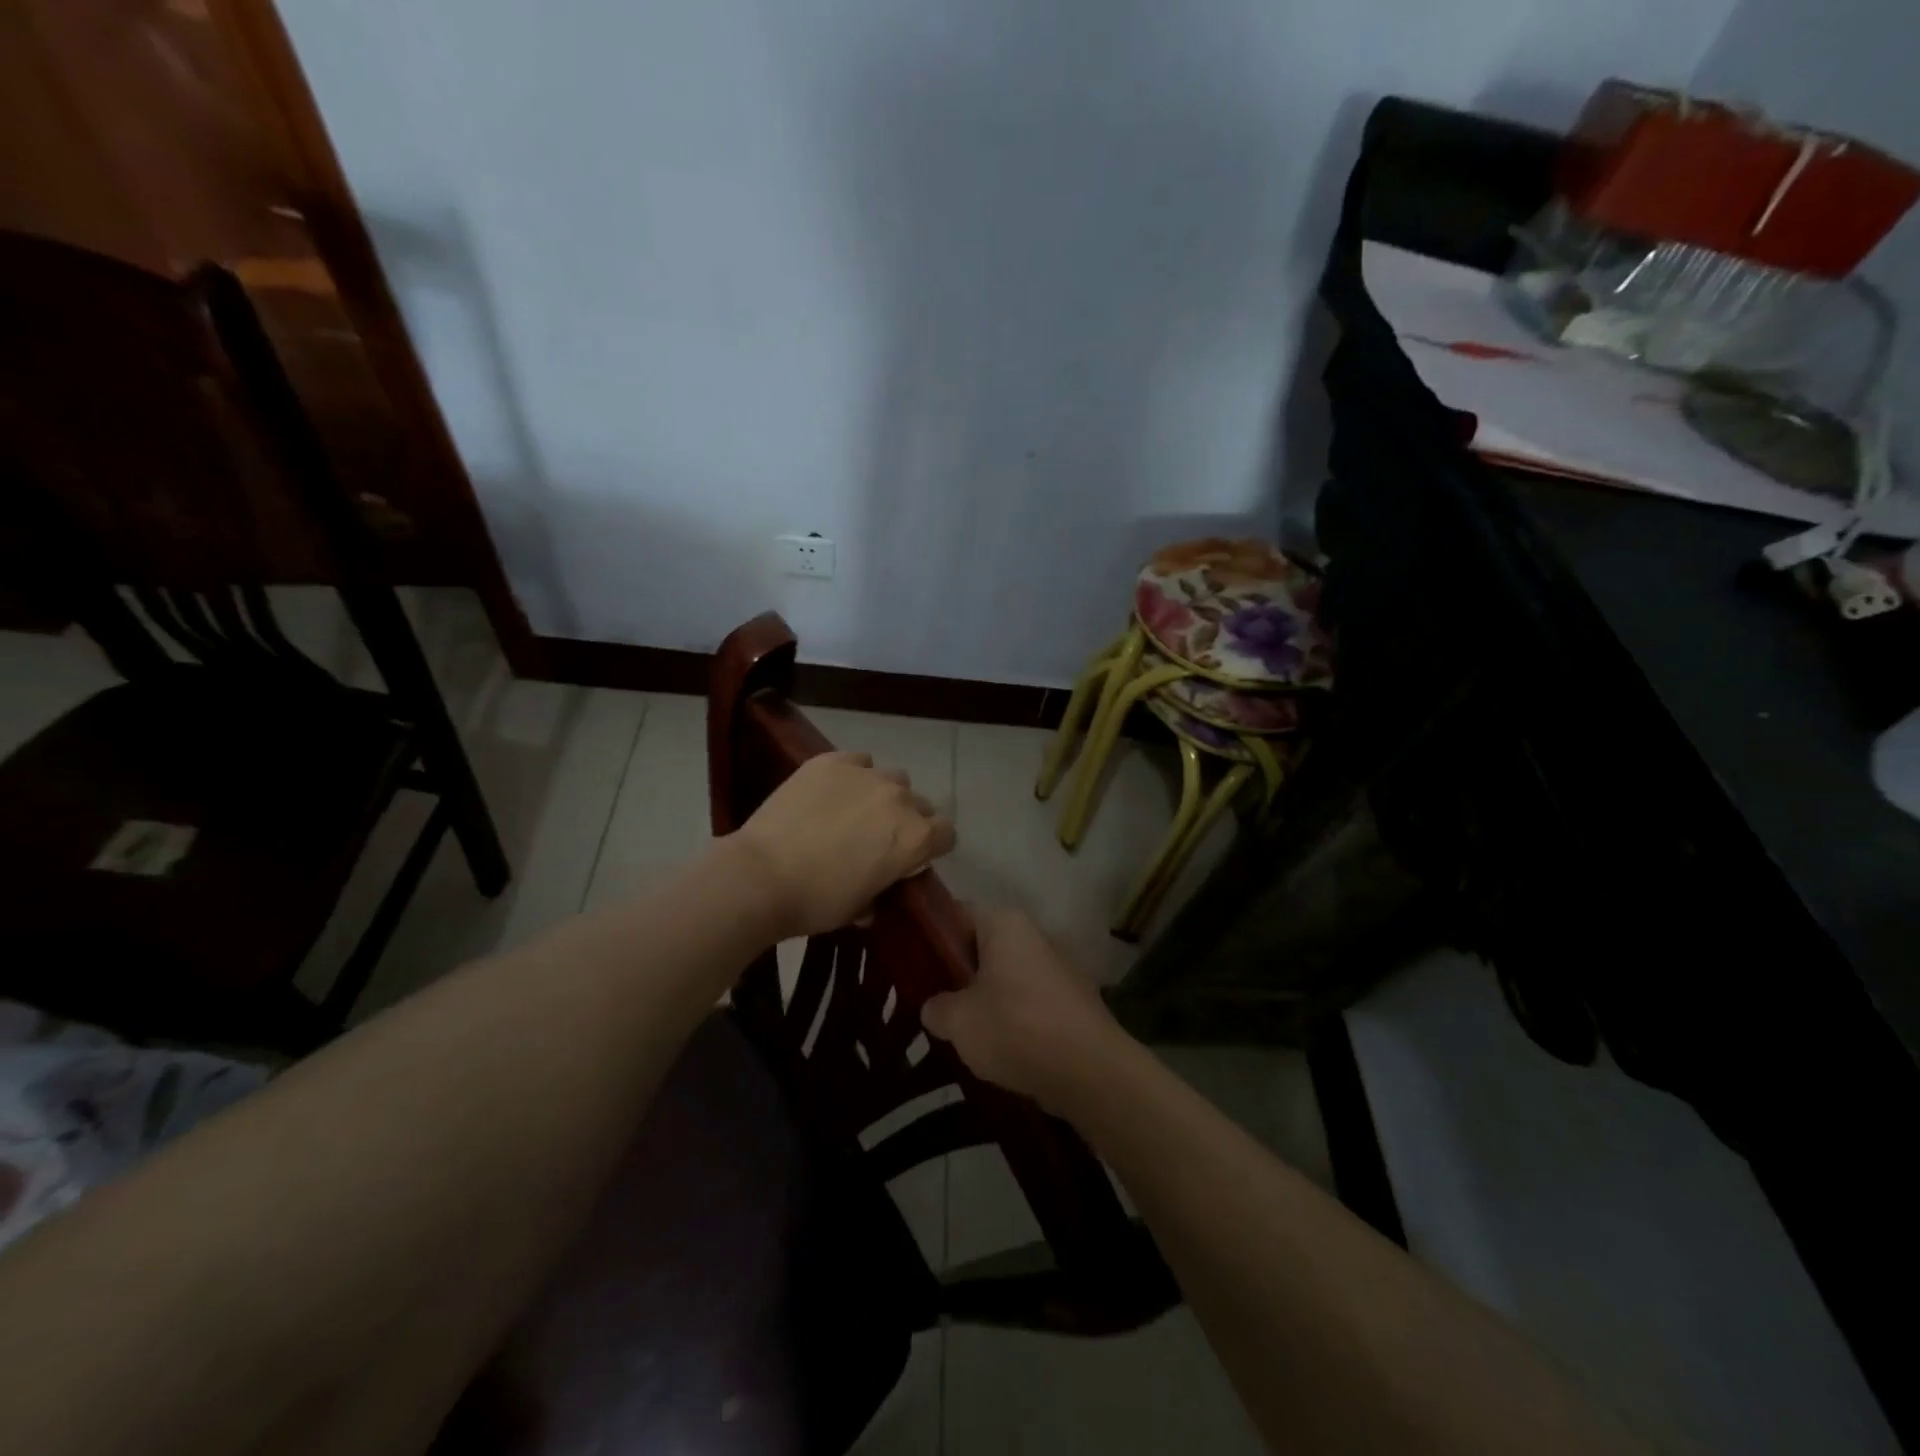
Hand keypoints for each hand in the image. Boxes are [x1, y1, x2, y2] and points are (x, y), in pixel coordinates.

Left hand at [729, 751, 954, 940]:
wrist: (761, 876)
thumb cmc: (816, 902)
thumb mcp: (860, 907)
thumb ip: (882, 891)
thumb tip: (877, 891)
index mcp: (915, 838)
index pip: (946, 833)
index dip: (932, 846)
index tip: (912, 858)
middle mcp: (900, 800)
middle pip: (920, 803)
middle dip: (907, 819)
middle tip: (878, 838)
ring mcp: (866, 775)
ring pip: (891, 778)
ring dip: (882, 794)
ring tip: (854, 810)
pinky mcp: (832, 761)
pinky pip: (858, 761)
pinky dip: (853, 774)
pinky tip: (832, 791)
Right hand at [921, 906, 1128, 1112]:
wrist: (1090, 1071)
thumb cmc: (1016, 1029)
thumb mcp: (958, 1021)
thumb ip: (936, 1008)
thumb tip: (934, 1007)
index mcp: (1004, 923)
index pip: (957, 912)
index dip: (931, 934)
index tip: (910, 960)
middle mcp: (1034, 934)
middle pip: (983, 945)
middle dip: (958, 970)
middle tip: (932, 999)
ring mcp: (1058, 965)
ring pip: (1007, 974)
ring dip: (987, 996)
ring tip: (962, 1028)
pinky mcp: (1074, 998)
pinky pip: (1030, 999)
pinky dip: (1014, 1015)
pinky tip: (999, 1045)